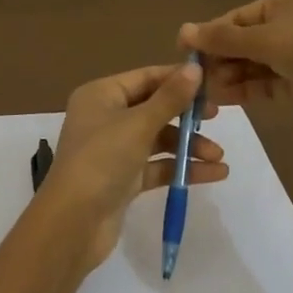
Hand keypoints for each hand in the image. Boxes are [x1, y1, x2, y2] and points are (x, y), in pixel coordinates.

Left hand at [40, 62, 227, 269]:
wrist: (73, 224)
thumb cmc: (102, 160)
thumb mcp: (138, 125)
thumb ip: (170, 98)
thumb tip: (195, 68)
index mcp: (101, 95)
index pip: (146, 78)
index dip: (178, 79)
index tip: (212, 83)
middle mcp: (106, 117)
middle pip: (155, 108)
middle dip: (187, 116)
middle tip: (217, 117)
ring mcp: (115, 150)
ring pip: (159, 140)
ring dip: (189, 146)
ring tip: (219, 157)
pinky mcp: (124, 179)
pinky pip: (158, 166)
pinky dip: (182, 168)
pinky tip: (214, 174)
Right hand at [178, 0, 292, 132]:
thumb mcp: (265, 39)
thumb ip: (224, 39)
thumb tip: (183, 30)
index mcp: (284, 4)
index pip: (238, 18)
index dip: (210, 34)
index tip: (183, 52)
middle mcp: (289, 26)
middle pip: (244, 42)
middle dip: (219, 59)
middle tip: (192, 78)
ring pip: (253, 65)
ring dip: (229, 76)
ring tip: (203, 93)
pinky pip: (265, 84)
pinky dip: (245, 90)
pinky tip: (222, 99)